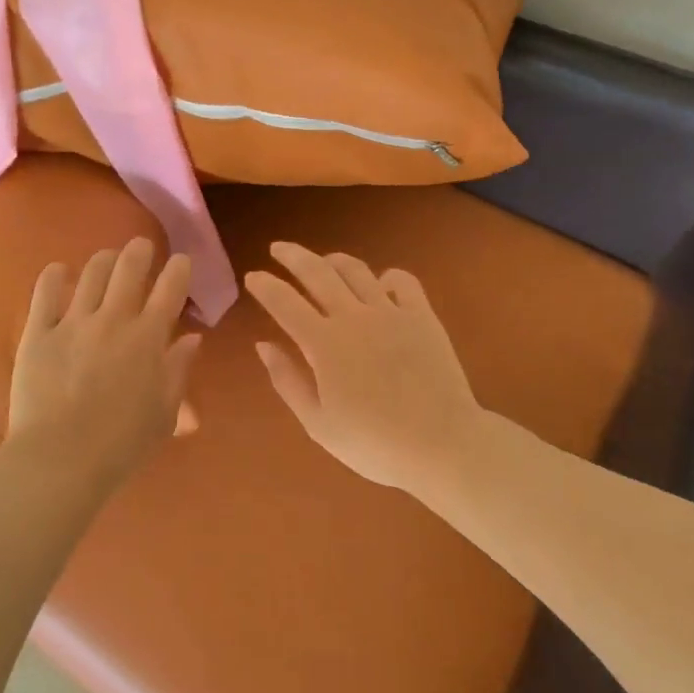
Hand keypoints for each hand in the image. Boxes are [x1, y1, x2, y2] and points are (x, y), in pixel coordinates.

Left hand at [7, 238, 202, 486]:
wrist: (61, 458)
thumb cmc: (122, 444)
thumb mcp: (165, 413)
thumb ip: (179, 370)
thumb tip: (192, 338)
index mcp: (149, 338)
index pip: (170, 288)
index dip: (179, 269)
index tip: (181, 261)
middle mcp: (114, 319)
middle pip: (129, 267)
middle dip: (139, 251)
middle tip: (141, 248)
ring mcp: (73, 322)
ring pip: (91, 272)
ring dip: (103, 260)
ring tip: (106, 259)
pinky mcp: (39, 332)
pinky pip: (45, 292)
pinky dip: (54, 275)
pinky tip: (59, 271)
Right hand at [246, 243, 484, 492]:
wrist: (441, 444)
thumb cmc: (373, 443)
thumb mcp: (318, 423)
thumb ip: (287, 380)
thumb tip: (263, 345)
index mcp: (323, 343)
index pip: (284, 302)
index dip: (265, 286)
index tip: (252, 276)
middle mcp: (353, 317)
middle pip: (317, 272)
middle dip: (293, 256)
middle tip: (278, 248)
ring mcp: (391, 312)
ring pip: (356, 270)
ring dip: (334, 260)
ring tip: (324, 261)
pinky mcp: (422, 316)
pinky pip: (402, 281)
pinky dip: (386, 276)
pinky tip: (380, 284)